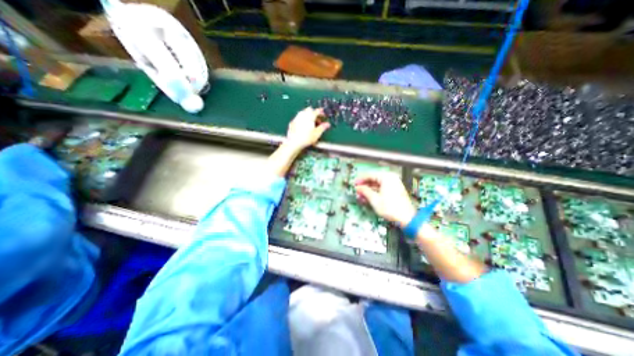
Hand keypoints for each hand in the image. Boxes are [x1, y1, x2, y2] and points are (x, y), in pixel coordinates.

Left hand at [284, 105, 328, 150]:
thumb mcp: (317, 134)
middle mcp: (303, 114)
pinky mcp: (292, 122)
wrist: (293, 142)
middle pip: (309, 110)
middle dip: (313, 113)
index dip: (321, 112)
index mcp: (310, 116)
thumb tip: (327, 124)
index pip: (317, 111)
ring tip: (310, 123)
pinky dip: (302, 120)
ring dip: (307, 116)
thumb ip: (323, 127)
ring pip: (303, 113)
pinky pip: (298, 118)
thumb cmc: (306, 138)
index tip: (323, 114)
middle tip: (317, 119)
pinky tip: (303, 126)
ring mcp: (296, 118)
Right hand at [355, 172, 417, 226]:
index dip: (361, 180)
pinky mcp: (395, 190)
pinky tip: (368, 198)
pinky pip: (382, 188)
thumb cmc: (392, 209)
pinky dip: (375, 192)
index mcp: (386, 177)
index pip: (370, 175)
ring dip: (369, 190)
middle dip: (364, 186)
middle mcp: (391, 178)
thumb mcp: (374, 199)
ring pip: (377, 184)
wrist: (406, 218)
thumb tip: (358, 188)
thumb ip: (365, 191)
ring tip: (361, 196)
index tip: (355, 184)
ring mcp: (394, 184)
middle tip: (358, 190)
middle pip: (374, 179)